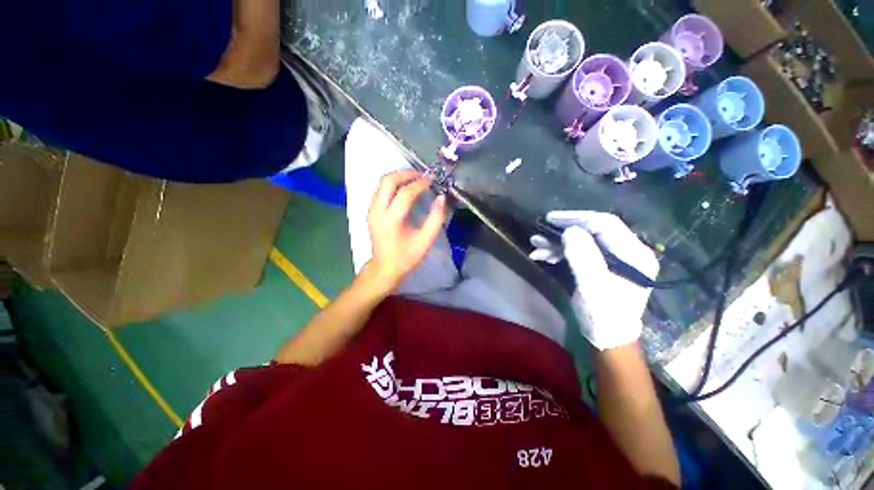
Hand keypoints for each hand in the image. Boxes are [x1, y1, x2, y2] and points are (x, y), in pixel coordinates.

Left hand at [364, 170, 446, 291]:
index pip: (404, 194)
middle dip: (406, 174)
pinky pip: (380, 189)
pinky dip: (393, 183)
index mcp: (391, 221)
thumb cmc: (406, 257)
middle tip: (422, 175)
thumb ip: (436, 219)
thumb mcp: (425, 241)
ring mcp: (371, 210)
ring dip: (399, 176)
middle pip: (387, 181)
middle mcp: (377, 211)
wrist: (385, 268)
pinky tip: (405, 186)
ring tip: (415, 178)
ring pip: (381, 182)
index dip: (419, 184)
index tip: (432, 180)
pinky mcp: (370, 210)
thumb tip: (441, 198)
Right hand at [530, 211, 658, 349]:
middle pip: (592, 230)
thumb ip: (583, 257)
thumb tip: (569, 231)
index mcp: (633, 254)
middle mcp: (626, 251)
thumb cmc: (604, 315)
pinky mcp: (599, 265)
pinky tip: (542, 255)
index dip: (577, 218)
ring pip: (582, 240)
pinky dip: (559, 252)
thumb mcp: (593, 287)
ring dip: (557, 242)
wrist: (607, 338)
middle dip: (563, 230)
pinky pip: (578, 251)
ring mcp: (612, 258)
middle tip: (541, 230)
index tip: (551, 219)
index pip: (606, 224)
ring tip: (535, 244)